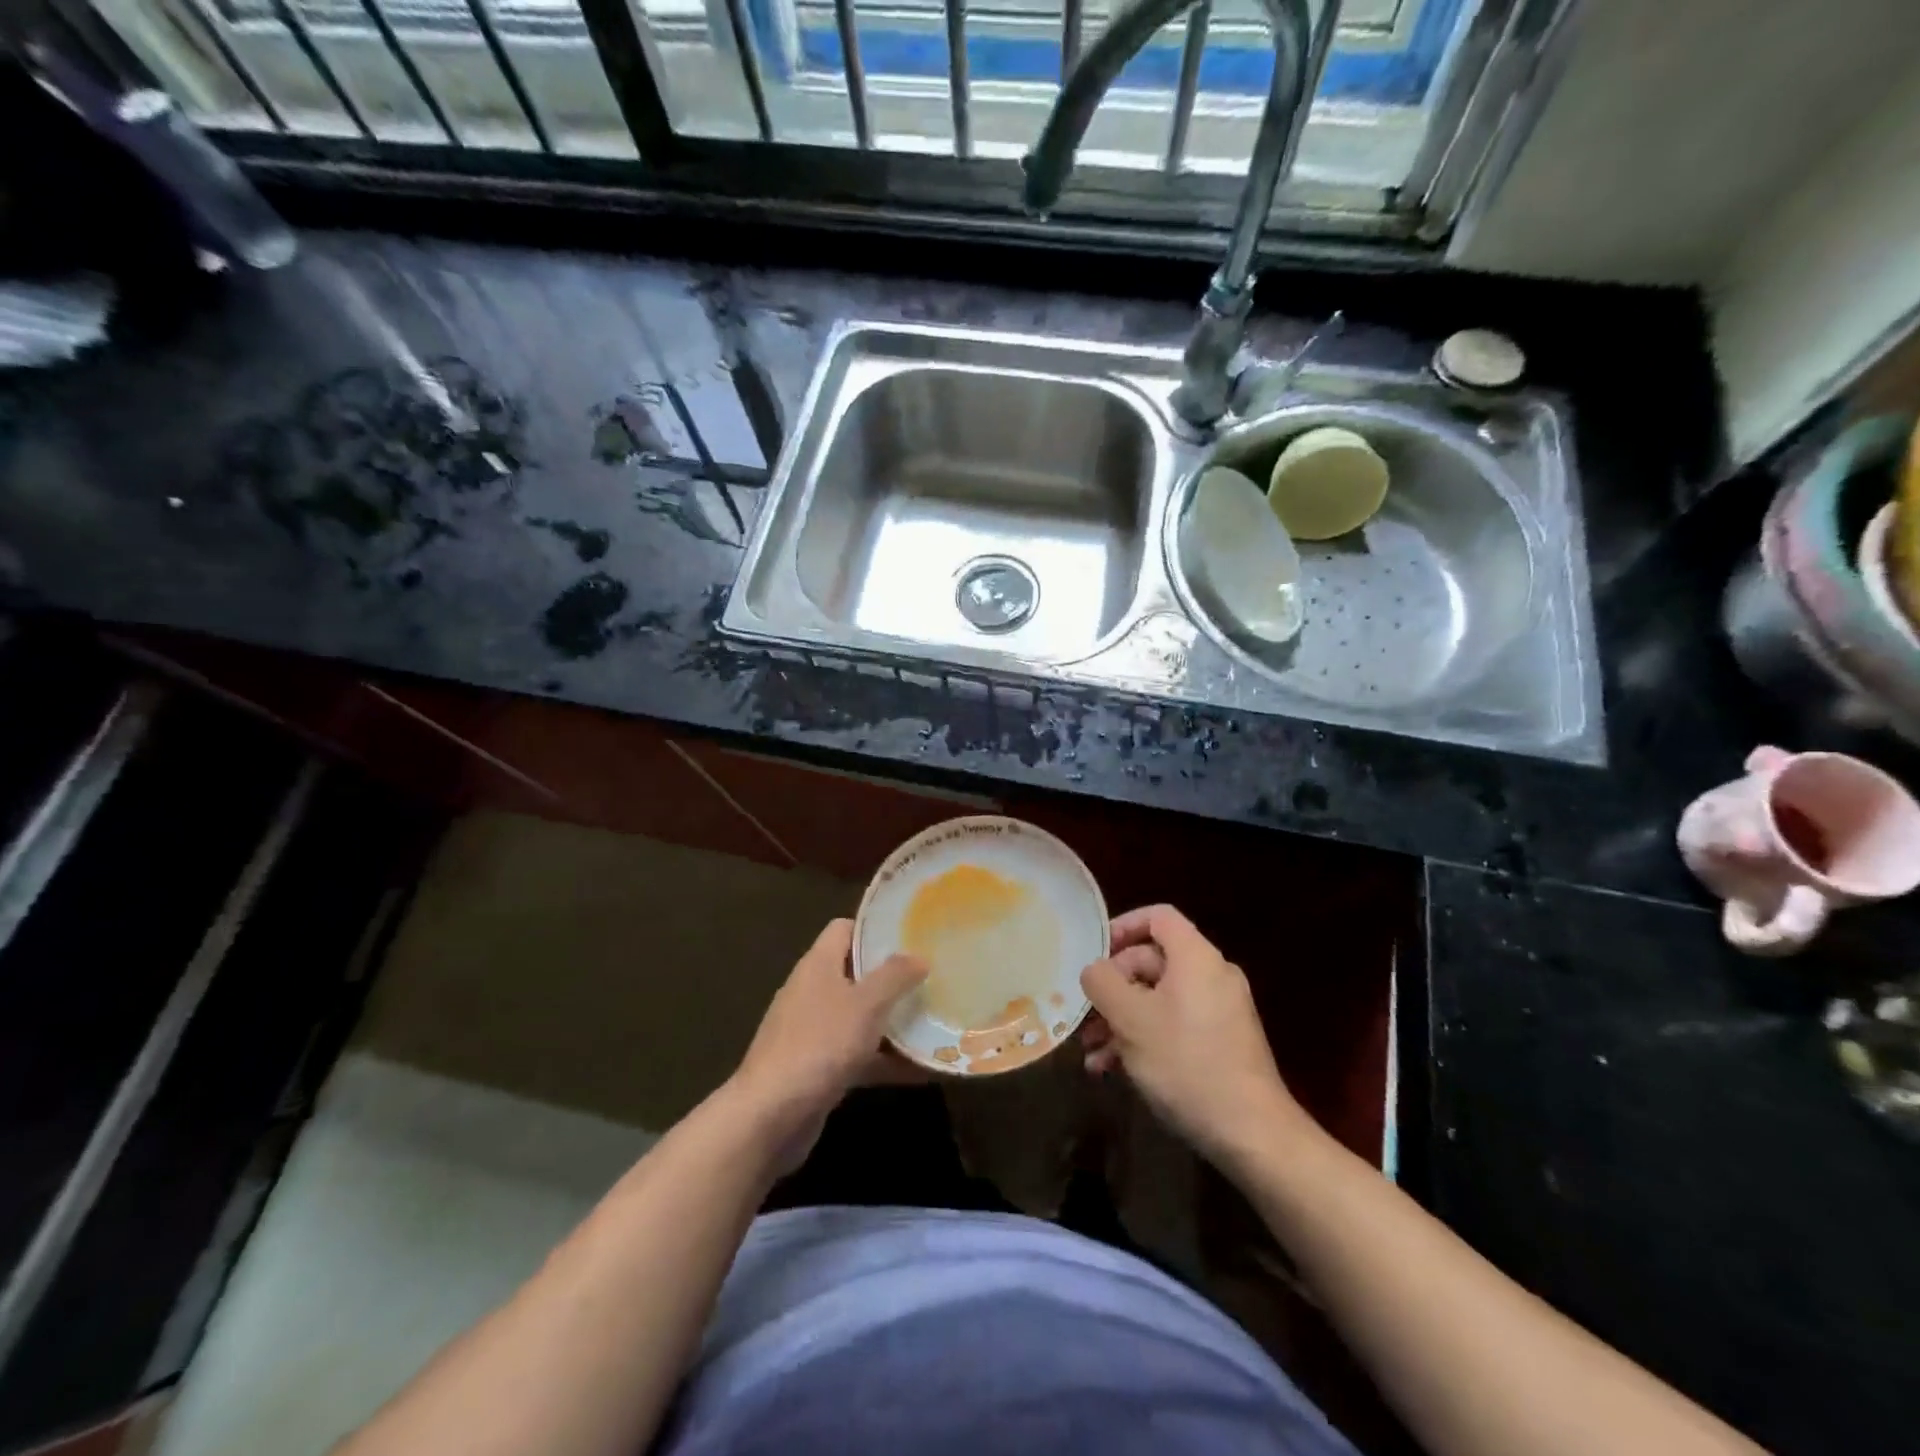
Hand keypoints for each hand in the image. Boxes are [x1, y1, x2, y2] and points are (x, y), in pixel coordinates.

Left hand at [727, 918, 927, 1172]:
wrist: (770, 1116)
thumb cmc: (819, 1044)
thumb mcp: (865, 1004)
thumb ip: (894, 976)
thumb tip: (919, 955)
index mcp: (818, 965)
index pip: (845, 929)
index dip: (875, 929)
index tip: (911, 935)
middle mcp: (813, 992)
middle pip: (857, 974)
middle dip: (893, 978)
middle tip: (932, 978)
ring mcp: (814, 1032)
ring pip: (861, 1017)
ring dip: (894, 1022)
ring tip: (936, 1020)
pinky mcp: (819, 1069)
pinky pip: (859, 1055)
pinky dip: (887, 1060)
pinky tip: (923, 1070)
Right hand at [1079, 904, 1304, 1168]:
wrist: (1252, 1134)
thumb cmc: (1186, 1064)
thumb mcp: (1131, 1020)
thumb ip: (1102, 983)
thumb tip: (1094, 969)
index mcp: (1196, 957)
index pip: (1157, 917)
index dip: (1122, 927)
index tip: (1093, 953)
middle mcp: (1212, 975)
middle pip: (1151, 961)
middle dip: (1112, 989)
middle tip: (1084, 1016)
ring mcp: (1219, 1011)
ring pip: (1158, 998)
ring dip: (1121, 1020)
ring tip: (1091, 1053)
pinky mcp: (1221, 1043)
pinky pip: (1174, 1024)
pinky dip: (1144, 1038)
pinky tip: (1114, 1070)